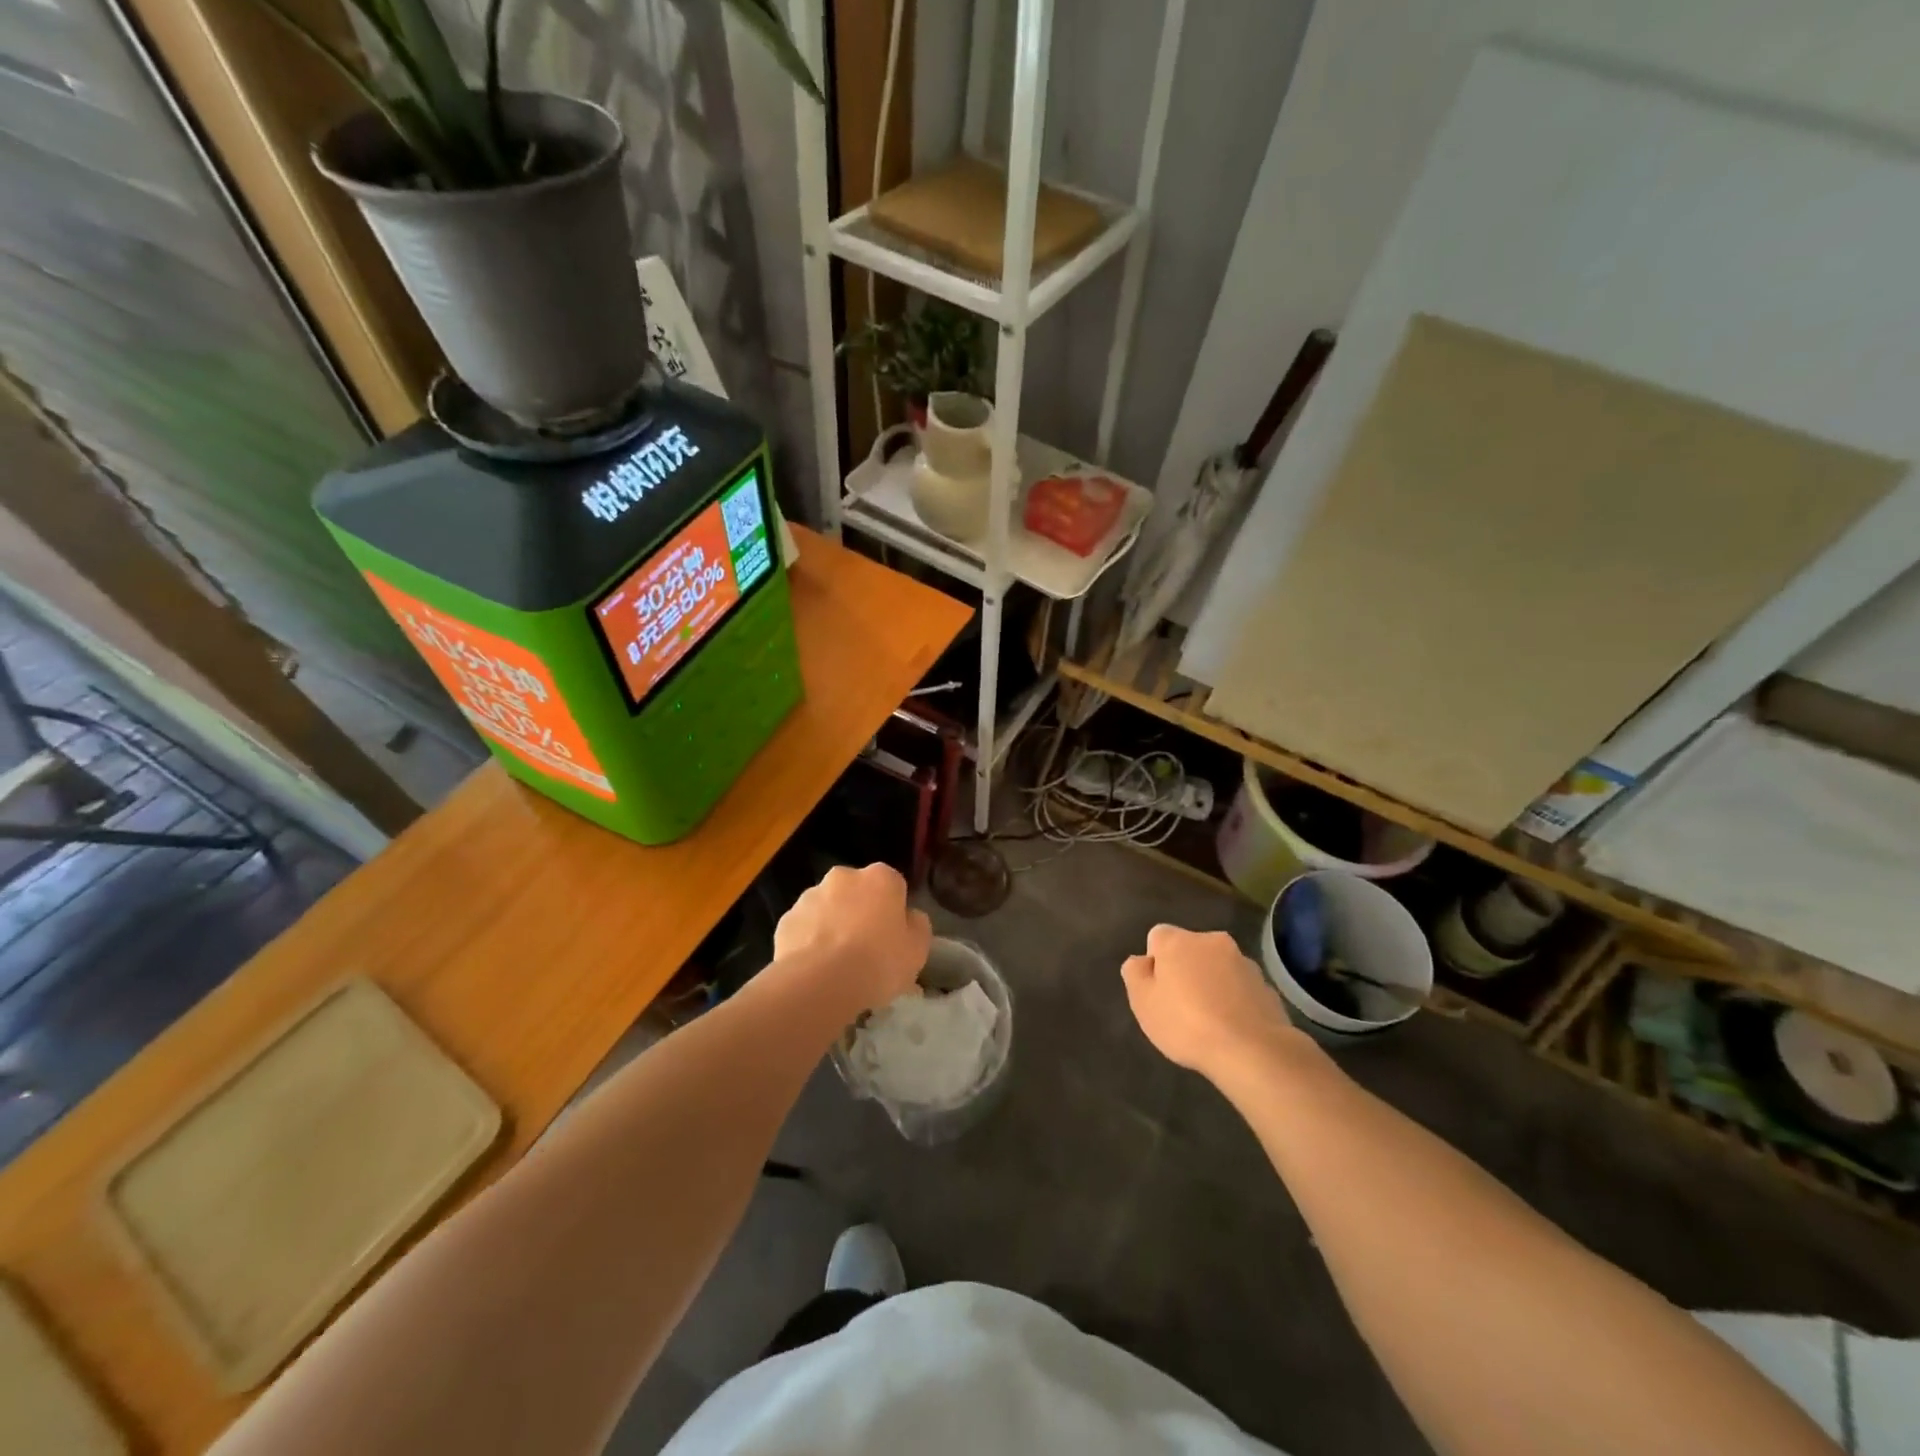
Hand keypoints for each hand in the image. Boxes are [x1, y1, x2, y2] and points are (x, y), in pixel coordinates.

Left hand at [774, 863, 931, 1017]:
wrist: (821, 982)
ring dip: (833, 926)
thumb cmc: (879, 962)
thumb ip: (917, 926)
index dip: (894, 912)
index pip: (893, 886)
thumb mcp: (917, 949)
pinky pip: (804, 929)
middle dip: (860, 913)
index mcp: (880, 878)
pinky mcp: (786, 920)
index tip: (893, 937)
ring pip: (827, 909)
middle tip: (866, 950)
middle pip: (857, 893)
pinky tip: (816, 969)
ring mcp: (810, 896)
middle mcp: (844, 877)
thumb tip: (909, 918)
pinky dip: (809, 942)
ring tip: (837, 965)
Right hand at [1122, 924, 1302, 1081]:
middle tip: (1180, 1007)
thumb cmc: (1186, 1024)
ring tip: (1210, 1022)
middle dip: (1185, 971)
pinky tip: (1232, 1028)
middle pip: (1190, 950)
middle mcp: (1212, 941)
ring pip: (1217, 968)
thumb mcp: (1142, 1002)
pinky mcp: (1266, 986)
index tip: (1158, 991)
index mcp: (1178, 940)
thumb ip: (1134, 973)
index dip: (1155, 963)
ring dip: (1211, 984)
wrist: (1252, 1051)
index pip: (1157, 937)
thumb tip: (1142, 961)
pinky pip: (1240, 988)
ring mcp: (1243, 962)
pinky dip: (1234, 1000)